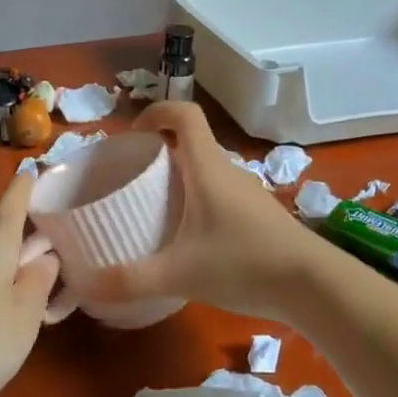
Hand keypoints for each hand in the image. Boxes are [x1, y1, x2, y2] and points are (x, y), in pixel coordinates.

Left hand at [0, 172, 61, 396]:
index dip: (26, 185)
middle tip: (60, 260)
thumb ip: (40, 282)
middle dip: (28, 243)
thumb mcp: (25, 315)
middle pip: (3, 234)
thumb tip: (44, 258)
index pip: (13, 201)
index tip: (34, 166)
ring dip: (11, 272)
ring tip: (35, 302)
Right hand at [79, 101, 327, 320]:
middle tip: (133, 178)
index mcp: (208, 167)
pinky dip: (199, 201)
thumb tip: (85, 284)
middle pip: (192, 143)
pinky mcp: (259, 216)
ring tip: (155, 209)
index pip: (184, 114)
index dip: (157, 112)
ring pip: (208, 170)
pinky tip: (189, 239)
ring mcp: (248, 193)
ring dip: (181, 178)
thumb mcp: (178, 274)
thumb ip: (129, 280)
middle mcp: (228, 171)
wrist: (312, 284)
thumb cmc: (243, 263)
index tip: (133, 134)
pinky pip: (221, 194)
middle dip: (160, 152)